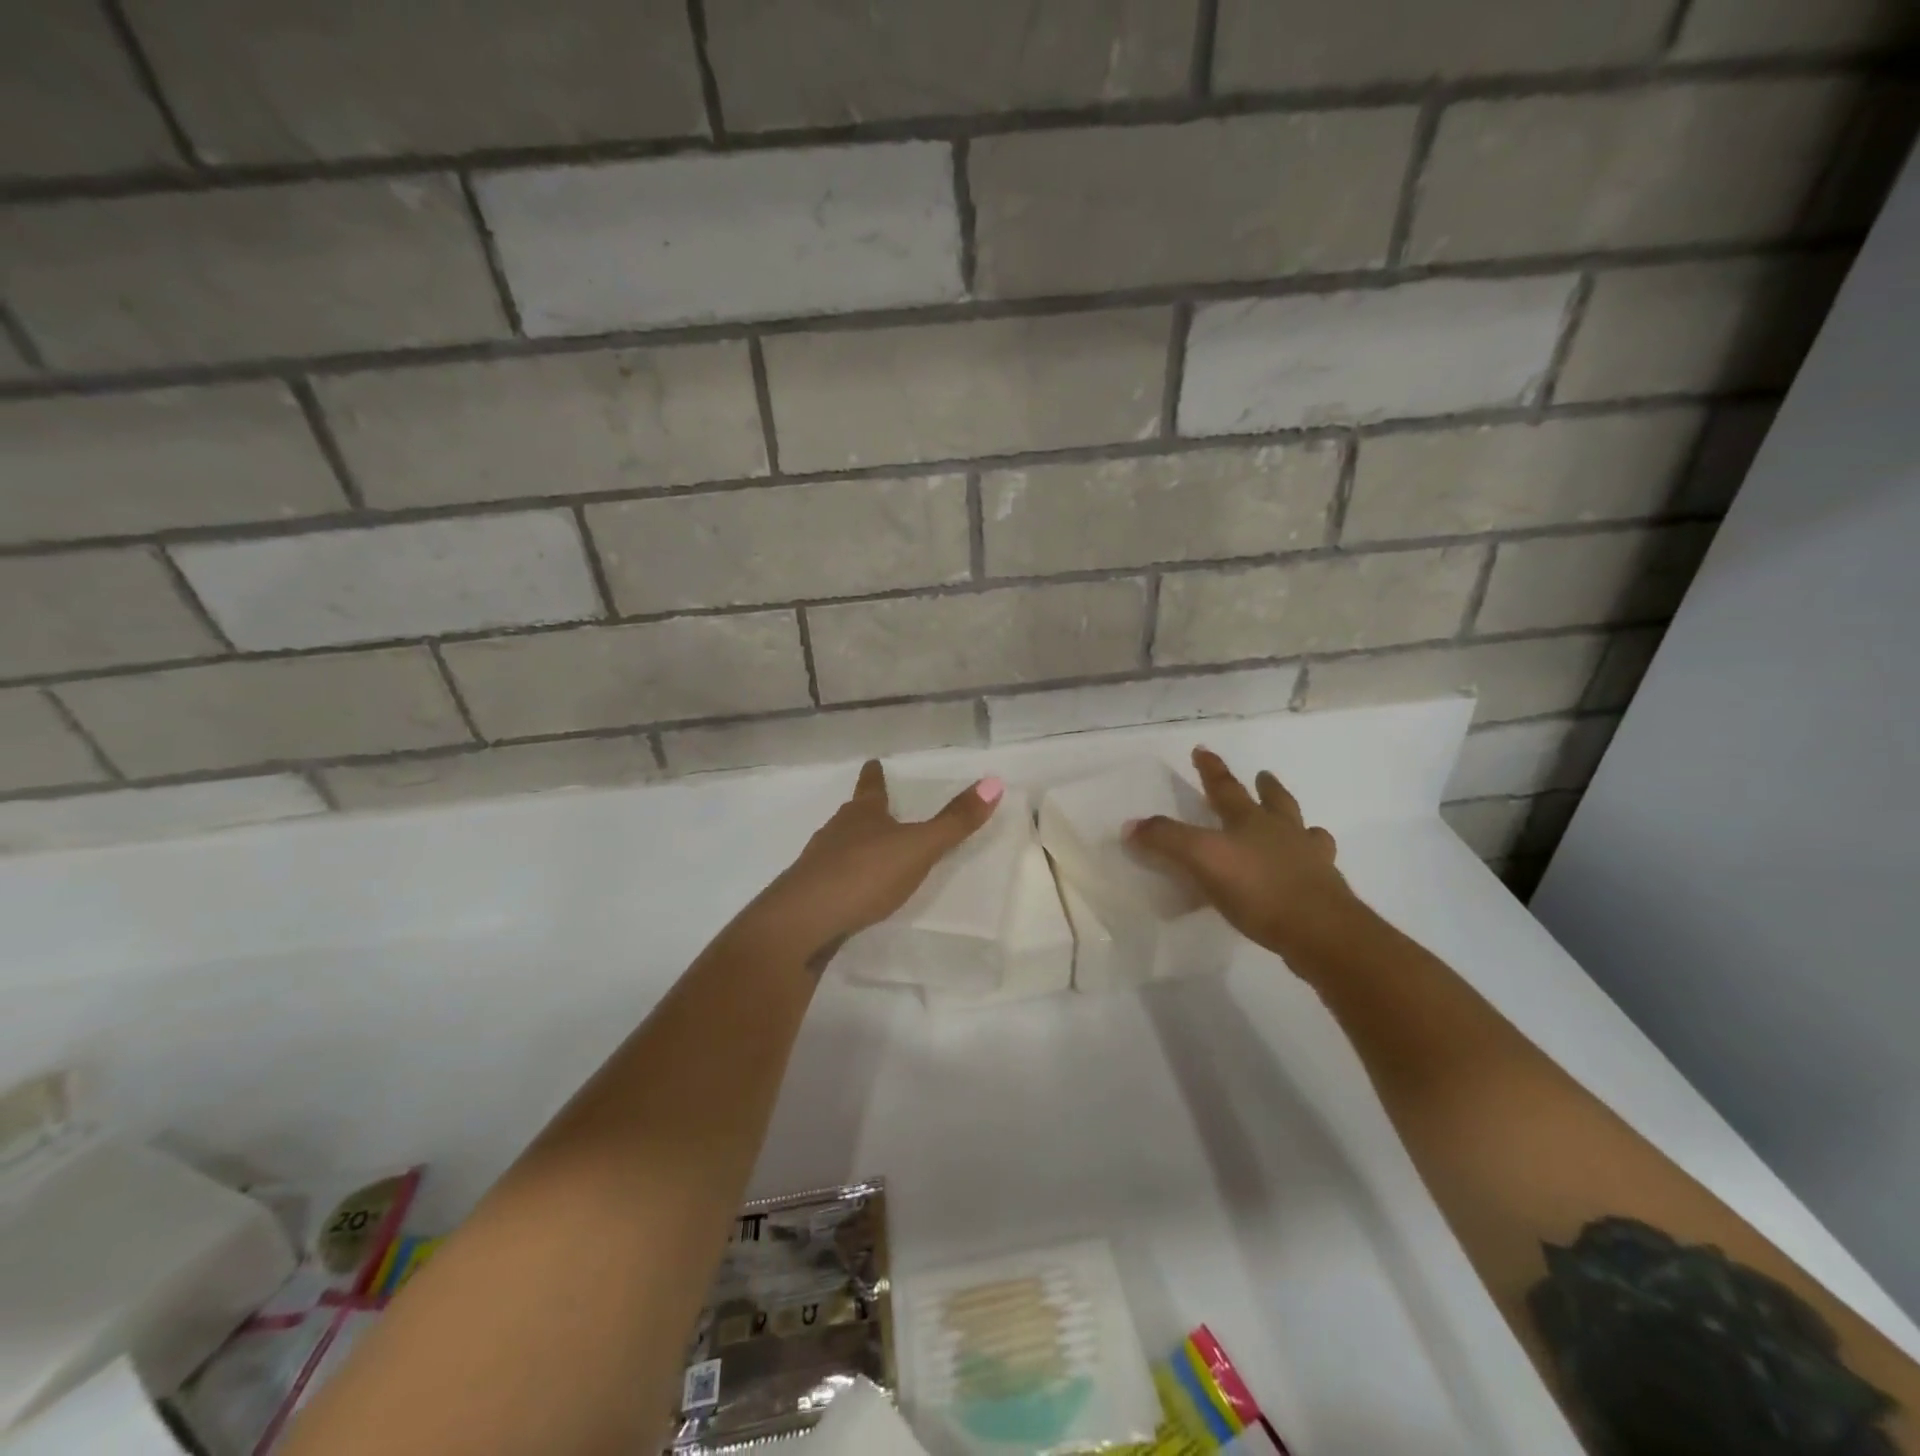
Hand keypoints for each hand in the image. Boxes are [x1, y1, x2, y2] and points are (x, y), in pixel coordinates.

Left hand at [750, 760, 1004, 966]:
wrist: (804, 920)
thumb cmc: (865, 874)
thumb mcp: (919, 847)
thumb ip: (955, 822)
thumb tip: (994, 782)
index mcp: (863, 814)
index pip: (872, 787)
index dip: (875, 775)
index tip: (872, 762)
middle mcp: (837, 831)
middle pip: (852, 815)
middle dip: (865, 811)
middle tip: (875, 808)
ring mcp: (818, 862)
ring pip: (838, 845)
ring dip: (853, 845)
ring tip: (867, 851)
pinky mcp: (809, 894)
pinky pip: (830, 878)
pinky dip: (843, 878)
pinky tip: (850, 892)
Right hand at [1126, 747, 1364, 960]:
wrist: (1320, 930)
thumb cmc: (1258, 887)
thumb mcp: (1201, 859)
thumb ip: (1165, 840)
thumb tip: (1131, 825)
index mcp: (1250, 820)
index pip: (1225, 787)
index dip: (1211, 769)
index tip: (1202, 750)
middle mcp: (1283, 832)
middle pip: (1275, 802)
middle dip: (1265, 788)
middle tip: (1263, 775)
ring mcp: (1310, 860)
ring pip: (1305, 831)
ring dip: (1296, 823)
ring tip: (1298, 825)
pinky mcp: (1325, 891)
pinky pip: (1317, 867)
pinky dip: (1311, 863)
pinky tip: (1308, 871)